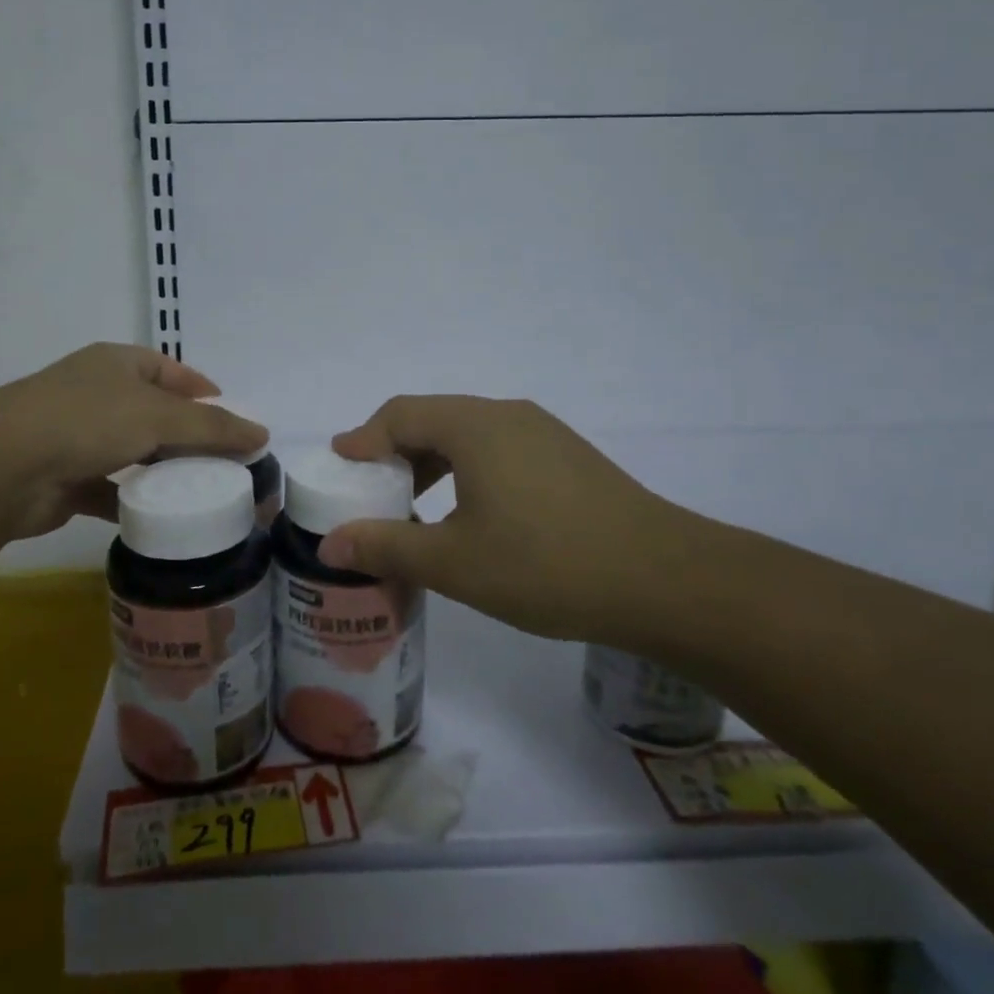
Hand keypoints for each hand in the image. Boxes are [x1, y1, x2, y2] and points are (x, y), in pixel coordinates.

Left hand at [0, 343, 266, 541]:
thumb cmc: (87, 421)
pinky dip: (133, 502)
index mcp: (117, 364)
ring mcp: (78, 436)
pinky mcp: (66, 479)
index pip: (171, 370)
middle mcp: (97, 394)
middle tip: (226, 463)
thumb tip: (262, 434)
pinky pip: (111, 489)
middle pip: (155, 413)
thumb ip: (213, 427)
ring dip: (162, 470)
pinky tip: (160, 519)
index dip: (204, 391)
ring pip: (134, 452)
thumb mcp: (159, 416)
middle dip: (188, 437)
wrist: (2, 467)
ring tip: (201, 492)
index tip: (234, 419)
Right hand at [322, 396, 700, 645]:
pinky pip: (500, 448)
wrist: (664, 579)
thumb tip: (330, 544)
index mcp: (474, 425)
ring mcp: (543, 432)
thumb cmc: (546, 564)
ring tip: (419, 506)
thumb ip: (387, 546)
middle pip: (433, 418)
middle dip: (396, 451)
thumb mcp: (454, 562)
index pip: (400, 415)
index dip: (364, 438)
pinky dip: (469, 469)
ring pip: (469, 434)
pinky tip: (474, 513)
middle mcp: (506, 414)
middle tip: (374, 490)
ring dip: (434, 462)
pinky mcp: (568, 456)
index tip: (341, 465)